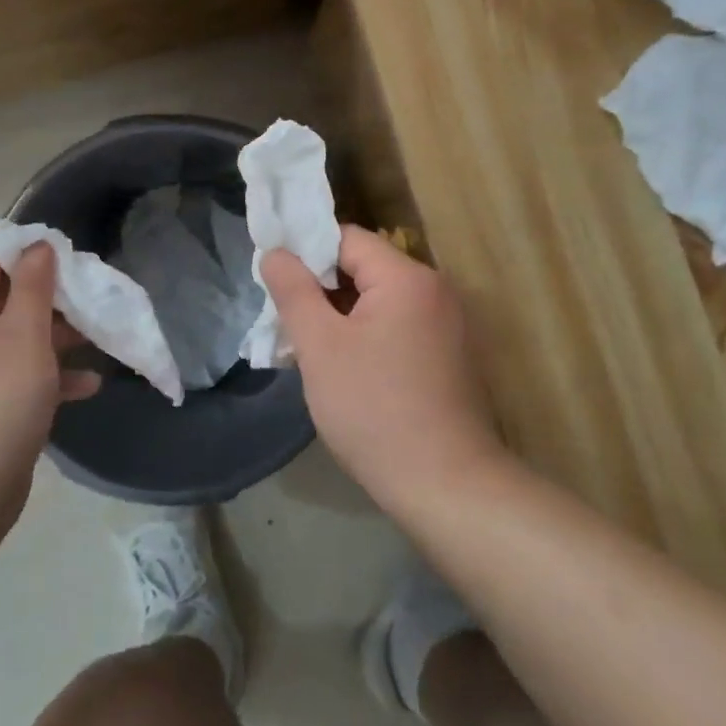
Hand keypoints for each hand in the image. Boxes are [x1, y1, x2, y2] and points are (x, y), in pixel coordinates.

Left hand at [0, 244, 99, 524]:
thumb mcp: (24, 333)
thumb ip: (34, 286)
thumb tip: (38, 246)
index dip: (26, 251)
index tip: (67, 252)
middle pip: (7, 299)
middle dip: (51, 296)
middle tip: (90, 293)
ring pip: (20, 338)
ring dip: (58, 336)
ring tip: (99, 334)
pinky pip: (22, 375)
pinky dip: (52, 375)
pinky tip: (89, 383)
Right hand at [262, 226, 505, 515]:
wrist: (446, 486)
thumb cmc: (374, 409)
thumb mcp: (320, 347)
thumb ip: (294, 291)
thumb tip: (275, 253)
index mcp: (407, 277)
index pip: (345, 239)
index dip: (305, 254)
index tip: (275, 283)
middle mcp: (435, 290)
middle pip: (364, 268)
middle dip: (320, 289)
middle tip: (285, 319)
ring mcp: (448, 324)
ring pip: (379, 301)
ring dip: (341, 316)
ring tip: (307, 346)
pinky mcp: (450, 355)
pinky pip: (398, 326)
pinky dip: (367, 335)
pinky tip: (344, 367)